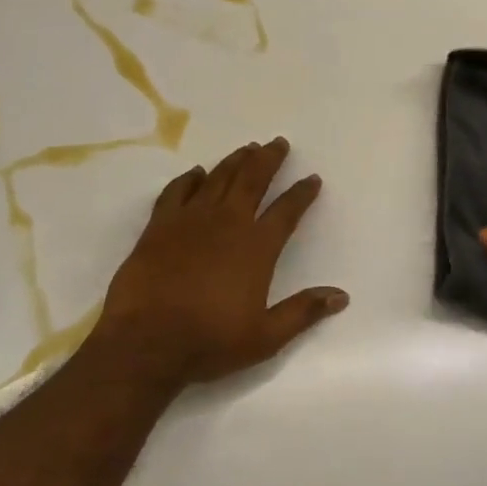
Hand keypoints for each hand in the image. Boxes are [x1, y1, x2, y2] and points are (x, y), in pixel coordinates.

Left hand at [84, 137, 347, 390]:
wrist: (145, 342)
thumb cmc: (209, 341)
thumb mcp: (266, 337)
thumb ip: (303, 312)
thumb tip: (341, 296)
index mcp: (256, 247)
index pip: (287, 210)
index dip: (302, 193)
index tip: (312, 179)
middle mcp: (227, 223)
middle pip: (252, 179)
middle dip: (268, 159)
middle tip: (278, 143)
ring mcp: (190, 220)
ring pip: (218, 178)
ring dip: (235, 161)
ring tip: (247, 148)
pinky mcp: (160, 225)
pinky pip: (177, 191)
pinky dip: (189, 179)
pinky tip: (196, 172)